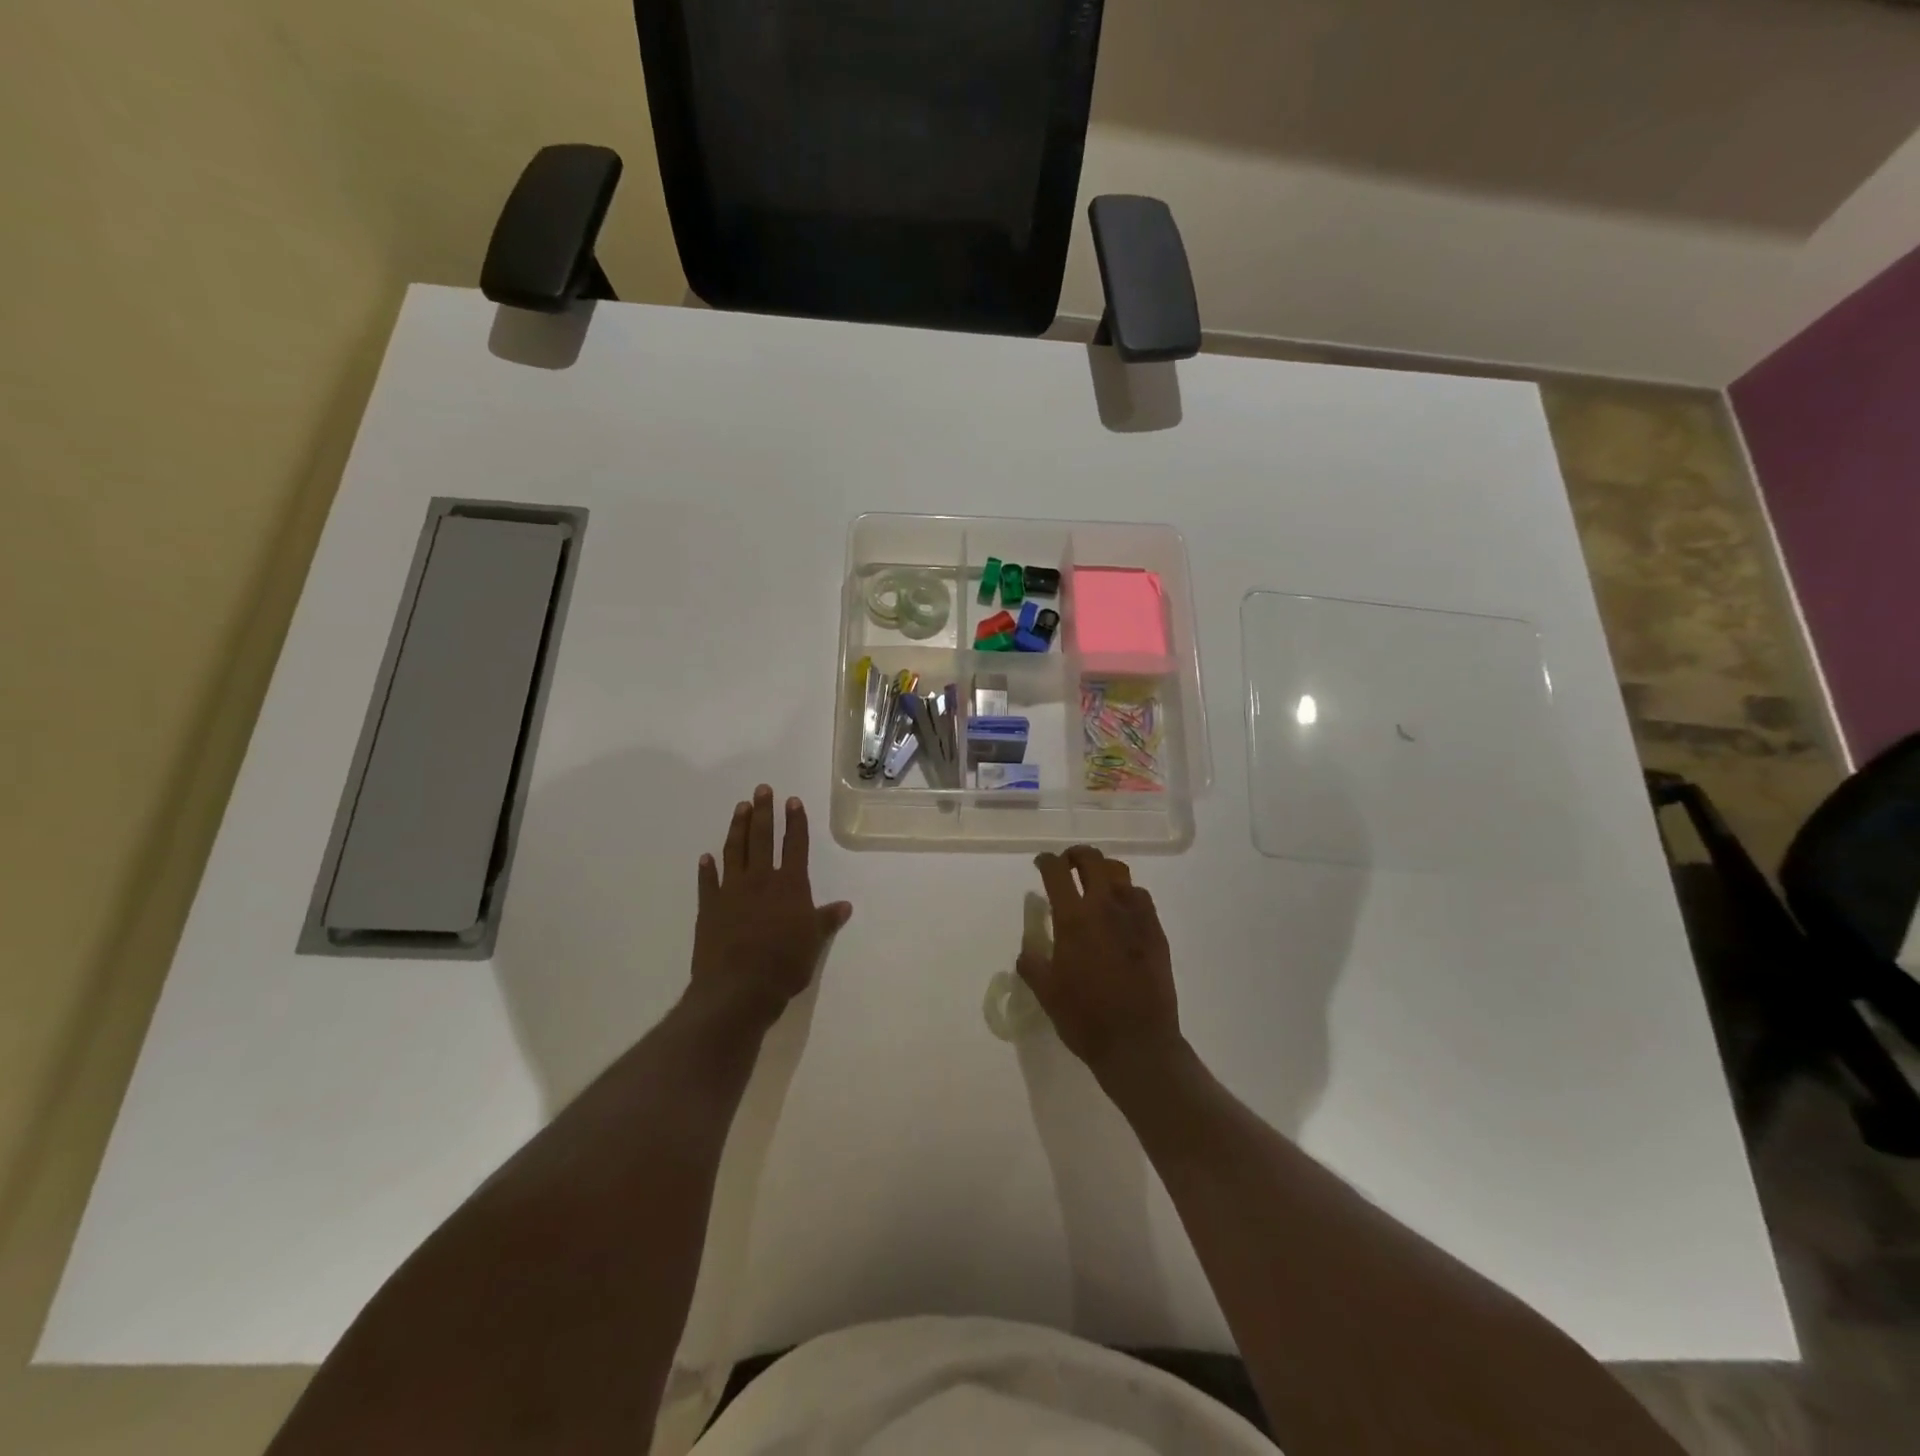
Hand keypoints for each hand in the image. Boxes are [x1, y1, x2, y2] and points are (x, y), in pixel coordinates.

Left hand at [688, 785, 851, 1034]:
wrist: (739, 987)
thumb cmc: (784, 964)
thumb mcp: (813, 943)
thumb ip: (826, 920)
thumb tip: (845, 906)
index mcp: (790, 885)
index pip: (795, 845)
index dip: (795, 822)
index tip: (792, 801)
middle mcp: (761, 880)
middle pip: (763, 838)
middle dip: (764, 812)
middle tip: (761, 789)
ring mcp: (732, 891)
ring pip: (734, 851)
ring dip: (738, 828)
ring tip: (740, 808)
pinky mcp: (709, 907)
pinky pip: (708, 882)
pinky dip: (707, 868)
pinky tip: (706, 857)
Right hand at [1018, 845, 1181, 1080]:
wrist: (1138, 1043)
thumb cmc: (1085, 1018)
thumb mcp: (1046, 992)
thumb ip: (1032, 963)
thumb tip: (1027, 950)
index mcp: (1073, 919)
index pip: (1057, 872)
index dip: (1046, 861)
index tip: (1041, 863)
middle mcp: (1105, 907)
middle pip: (1092, 860)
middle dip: (1076, 855)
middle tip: (1067, 866)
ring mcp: (1135, 916)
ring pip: (1119, 872)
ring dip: (1103, 871)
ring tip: (1095, 884)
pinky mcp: (1156, 930)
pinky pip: (1140, 896)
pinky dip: (1126, 893)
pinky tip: (1121, 911)